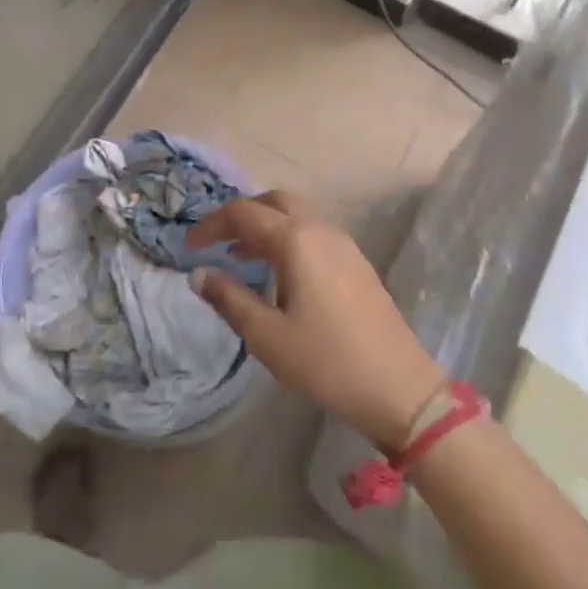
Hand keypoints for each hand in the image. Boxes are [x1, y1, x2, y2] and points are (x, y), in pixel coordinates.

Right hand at [186, 192, 443, 449]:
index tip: (189, 246)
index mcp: (296, 240)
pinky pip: (314, 233)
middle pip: (274, 201)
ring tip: (240, 256)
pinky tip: (279, 272)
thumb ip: (229, 299)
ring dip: (266, 225)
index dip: (212, 225)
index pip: (244, 213)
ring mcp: (345, 244)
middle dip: (242, 214)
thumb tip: (199, 273)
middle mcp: (321, 230)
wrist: (399, 387)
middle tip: (217, 241)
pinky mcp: (357, 262)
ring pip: (297, 215)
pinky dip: (288, 238)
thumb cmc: (326, 361)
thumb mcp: (266, 336)